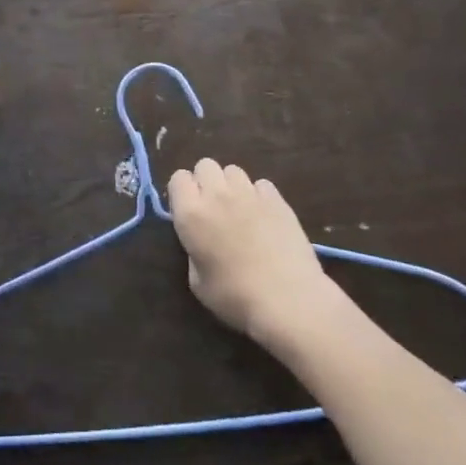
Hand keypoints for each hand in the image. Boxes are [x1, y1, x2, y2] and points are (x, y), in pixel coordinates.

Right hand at [168, 159, 332, 349]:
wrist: (287, 299)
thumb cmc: (235, 297)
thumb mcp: (198, 282)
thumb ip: (194, 249)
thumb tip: (201, 238)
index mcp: (191, 214)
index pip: (178, 178)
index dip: (182, 192)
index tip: (188, 212)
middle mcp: (217, 195)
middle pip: (205, 165)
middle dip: (205, 182)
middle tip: (212, 209)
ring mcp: (249, 193)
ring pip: (233, 170)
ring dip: (231, 186)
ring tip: (239, 210)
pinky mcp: (277, 198)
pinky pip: (261, 184)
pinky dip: (258, 195)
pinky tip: (264, 217)